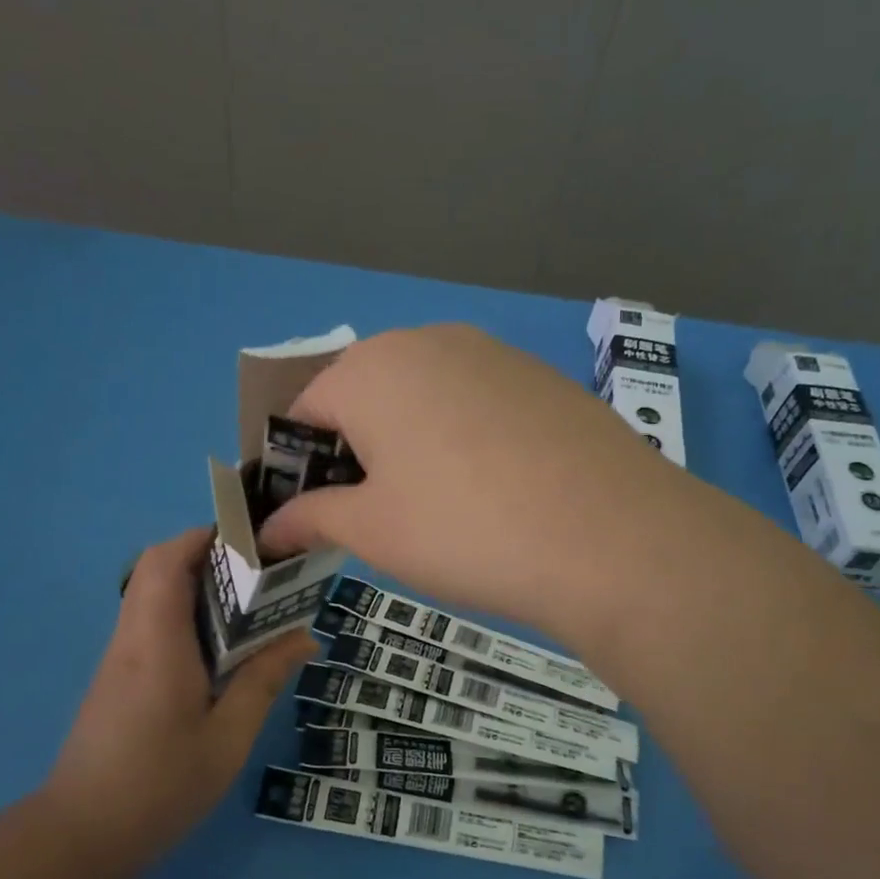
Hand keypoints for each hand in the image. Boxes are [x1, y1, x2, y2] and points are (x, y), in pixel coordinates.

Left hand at [43, 528, 313, 872]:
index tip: (250, 541)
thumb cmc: (159, 786)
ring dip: (195, 585)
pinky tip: (219, 649)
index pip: (167, 561)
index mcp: (157, 643)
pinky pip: (150, 623)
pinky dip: (184, 614)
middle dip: (206, 556)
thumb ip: (263, 681)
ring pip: (151, 594)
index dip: (204, 537)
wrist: (80, 836)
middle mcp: (132, 638)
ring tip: (248, 607)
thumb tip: (304, 637)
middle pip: (157, 569)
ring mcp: (118, 658)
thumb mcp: (227, 738)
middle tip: (258, 575)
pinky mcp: (116, 678)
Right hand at [257, 325, 686, 639]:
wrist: (611, 537)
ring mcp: (493, 353)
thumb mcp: (372, 531)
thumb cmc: (463, 530)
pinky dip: (464, 438)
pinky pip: (477, 403)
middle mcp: (429, 341)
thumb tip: (268, 527)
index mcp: (371, 368)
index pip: (306, 409)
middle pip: (365, 395)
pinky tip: (495, 489)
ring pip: (424, 397)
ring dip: (411, 444)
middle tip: (378, 515)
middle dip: (356, 451)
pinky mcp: (541, 377)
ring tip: (440, 508)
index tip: (312, 513)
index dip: (298, 463)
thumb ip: (311, 518)